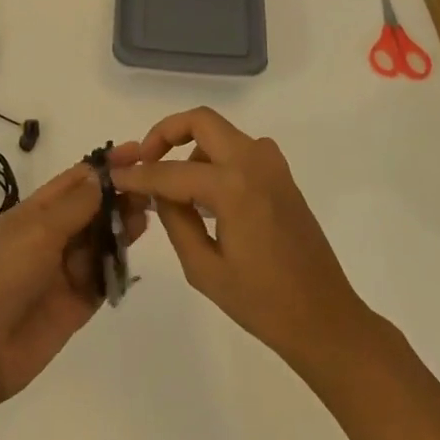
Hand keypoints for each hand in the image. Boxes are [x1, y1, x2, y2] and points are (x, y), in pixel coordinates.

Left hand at [0, 149, 147, 409]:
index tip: (138, 153)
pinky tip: (134, 250)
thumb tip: (101, 174)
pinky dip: (118, 263)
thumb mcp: (38, 230)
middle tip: (150, 188)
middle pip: (92, 209)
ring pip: (101, 240)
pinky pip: (103, 276)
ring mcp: (65, 270)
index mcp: (35, 212)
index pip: (75, 181)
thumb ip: (76, 205)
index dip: (105, 166)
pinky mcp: (77, 302)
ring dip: (122, 226)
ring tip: (147, 214)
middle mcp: (51, 236)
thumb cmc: (3, 274)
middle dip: (119, 196)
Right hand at [112, 107, 369, 373]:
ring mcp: (272, 164)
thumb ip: (175, 220)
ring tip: (172, 188)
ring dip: (191, 147)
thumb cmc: (263, 303)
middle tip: (144, 160)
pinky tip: (204, 196)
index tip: (113, 176)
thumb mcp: (204, 269)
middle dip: (166, 133)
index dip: (138, 175)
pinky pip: (238, 149)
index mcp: (233, 186)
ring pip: (220, 133)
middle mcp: (253, 161)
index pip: (171, 171)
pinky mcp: (281, 174)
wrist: (325, 319)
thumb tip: (157, 192)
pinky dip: (214, 158)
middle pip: (201, 121)